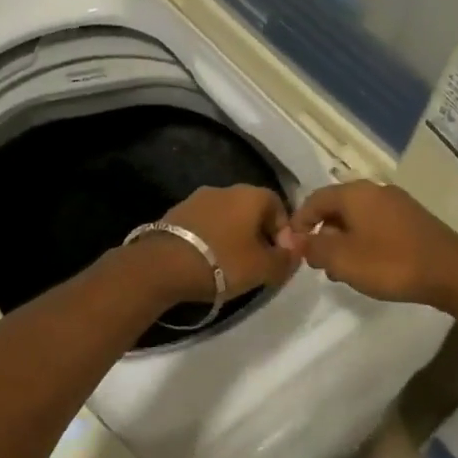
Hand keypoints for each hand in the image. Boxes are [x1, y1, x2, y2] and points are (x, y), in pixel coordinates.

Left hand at [154, 184, 296, 299]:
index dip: (283, 232)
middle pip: (251, 210)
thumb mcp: (263, 268)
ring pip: (226, 216)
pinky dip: (211, 238)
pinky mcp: (176, 212)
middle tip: (257, 263)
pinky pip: (204, 224)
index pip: (278, 205)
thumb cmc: (222, 262)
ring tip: (230, 265)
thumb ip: (285, 259)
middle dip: (258, 234)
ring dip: (233, 236)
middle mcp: (224, 189)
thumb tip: (294, 250)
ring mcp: (196, 199)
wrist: (163, 265)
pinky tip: (207, 260)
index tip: (279, 257)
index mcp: (250, 195)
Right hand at [285, 181, 457, 306]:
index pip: (314, 199)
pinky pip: (378, 224)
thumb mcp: (342, 259)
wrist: (451, 272)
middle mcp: (375, 190)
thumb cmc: (390, 263)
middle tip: (317, 262)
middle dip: (322, 233)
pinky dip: (364, 241)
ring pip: (358, 217)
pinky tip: (368, 265)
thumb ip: (313, 247)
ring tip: (341, 270)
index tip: (292, 247)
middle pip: (337, 207)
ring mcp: (398, 203)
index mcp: (355, 193)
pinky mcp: (414, 219)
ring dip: (343, 240)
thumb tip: (293, 239)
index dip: (299, 222)